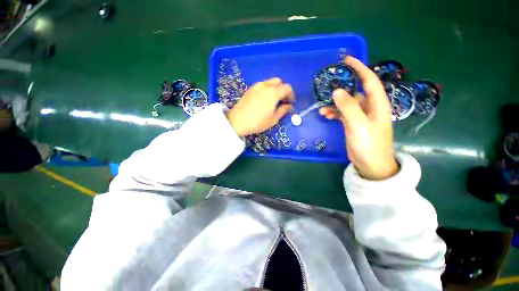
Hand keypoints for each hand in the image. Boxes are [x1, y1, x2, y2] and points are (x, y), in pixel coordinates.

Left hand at [226, 78, 293, 136]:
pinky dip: (266, 89)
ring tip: (273, 100)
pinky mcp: (249, 89)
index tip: (290, 103)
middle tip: (282, 100)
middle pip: (279, 81)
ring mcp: (256, 86)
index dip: (291, 95)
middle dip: (283, 89)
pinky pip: (261, 85)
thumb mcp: (273, 119)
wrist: (238, 121)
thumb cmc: (258, 122)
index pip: (287, 88)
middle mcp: (265, 85)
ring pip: (269, 82)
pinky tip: (264, 100)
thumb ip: (283, 110)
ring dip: (274, 88)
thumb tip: (289, 106)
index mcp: (274, 92)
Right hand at [319, 56, 397, 179]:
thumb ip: (348, 107)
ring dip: (334, 104)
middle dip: (341, 89)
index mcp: (377, 103)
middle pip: (355, 91)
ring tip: (322, 109)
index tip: (346, 60)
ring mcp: (360, 115)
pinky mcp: (353, 123)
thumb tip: (336, 91)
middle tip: (326, 86)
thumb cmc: (369, 144)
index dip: (359, 68)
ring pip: (346, 103)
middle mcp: (369, 106)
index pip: (369, 80)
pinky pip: (342, 113)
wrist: (370, 163)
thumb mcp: (358, 125)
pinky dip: (334, 112)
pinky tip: (325, 115)